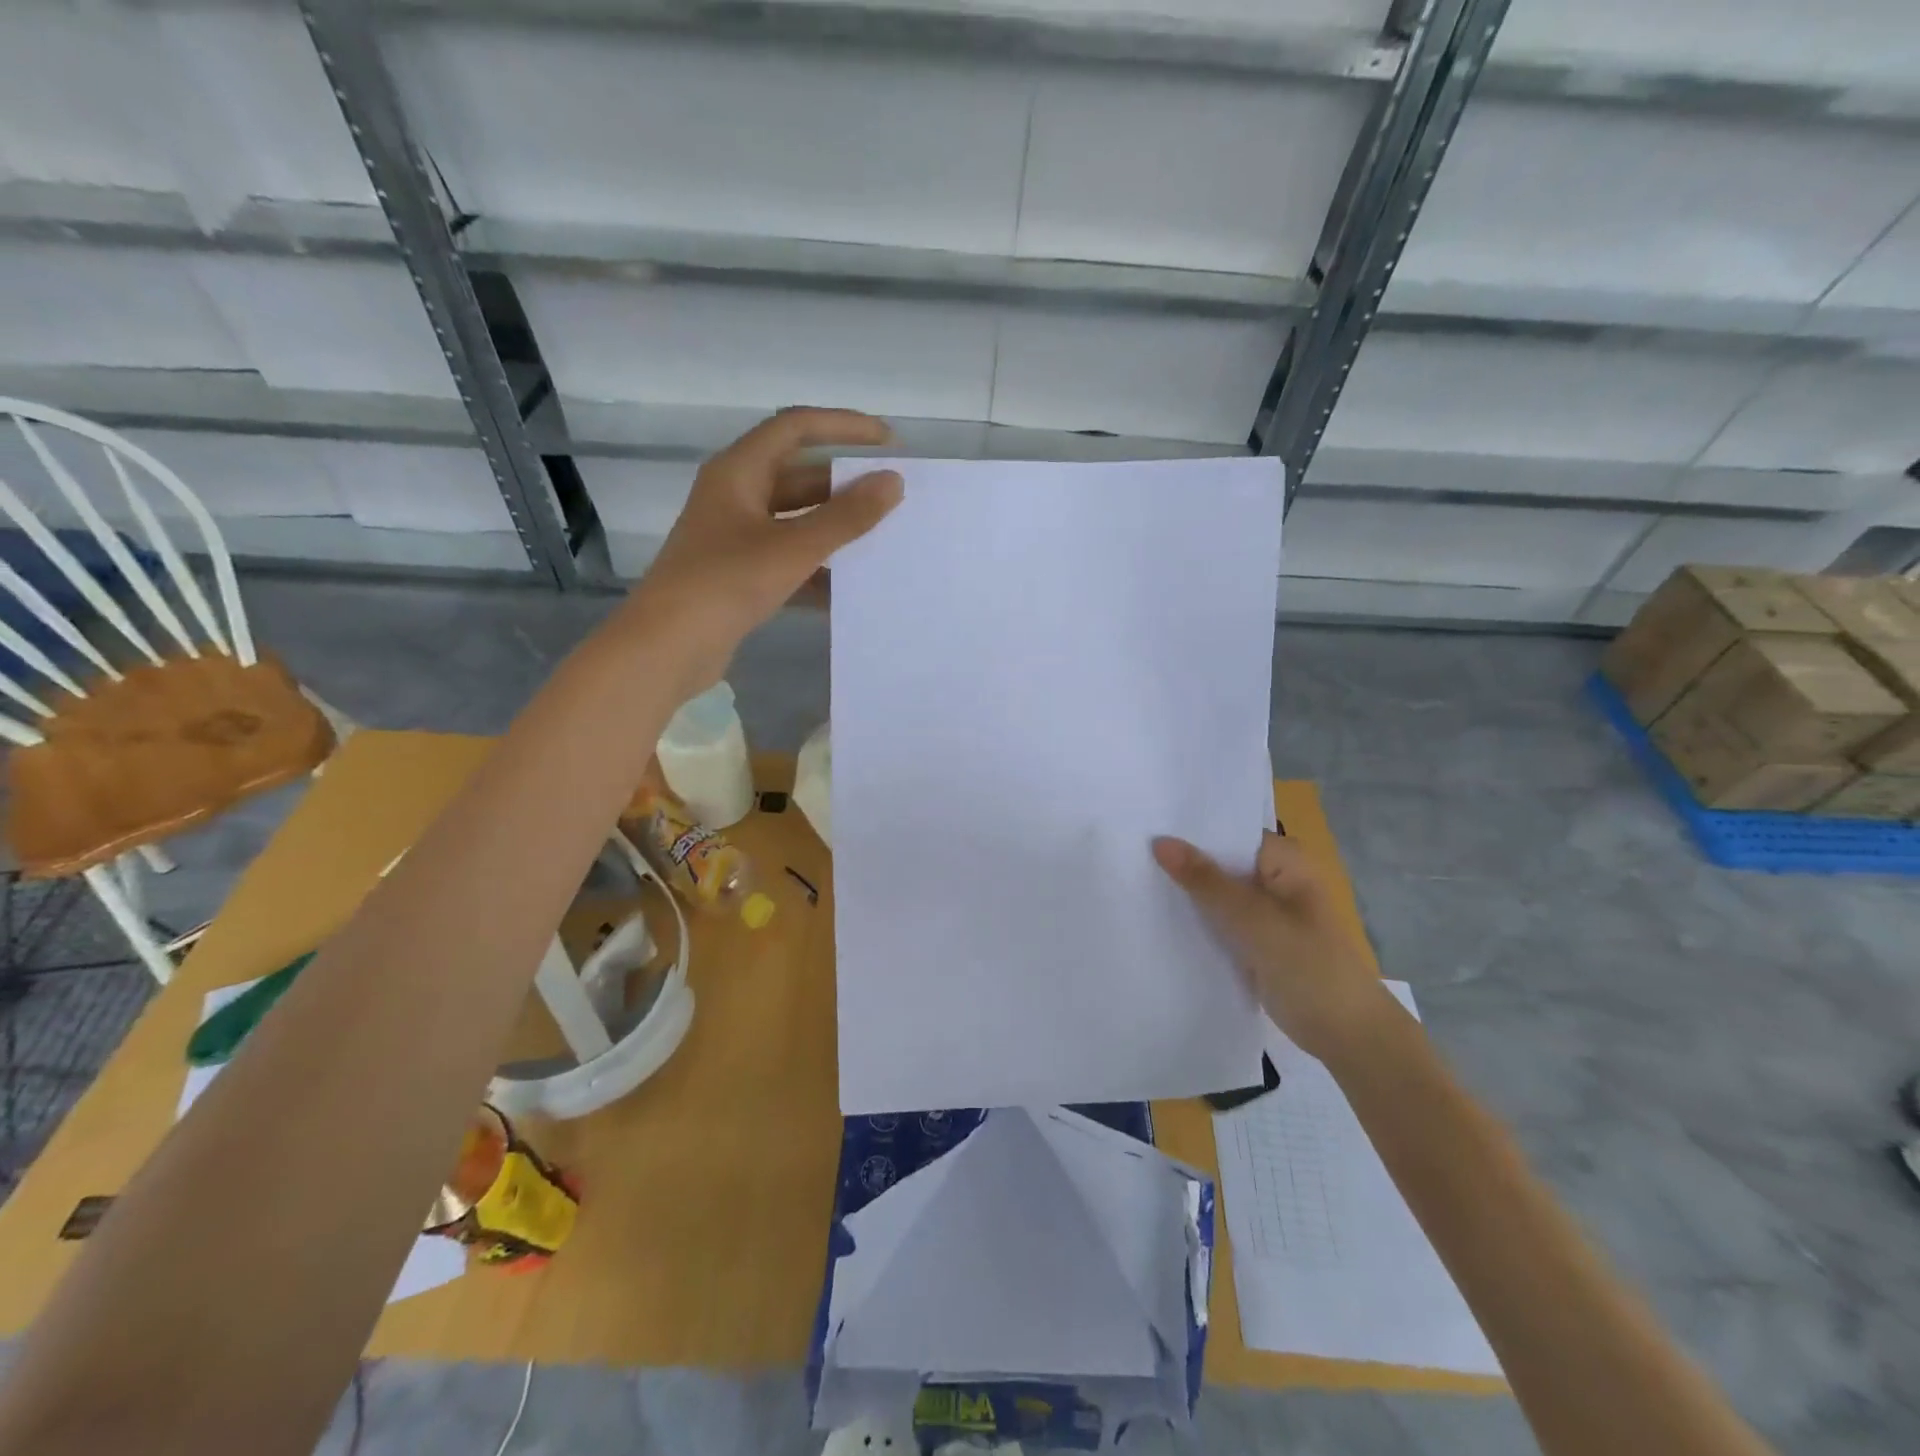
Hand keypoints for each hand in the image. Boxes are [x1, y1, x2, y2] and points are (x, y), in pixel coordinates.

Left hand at [619, 408, 903, 689]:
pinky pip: (788, 559)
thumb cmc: (726, 583)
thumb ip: (846, 516)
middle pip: (800, 476)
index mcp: (738, 472)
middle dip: (845, 486)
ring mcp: (736, 537)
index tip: (888, 442)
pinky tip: (849, 589)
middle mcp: (736, 496)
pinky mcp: (740, 574)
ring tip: (881, 541)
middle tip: (892, 499)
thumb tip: (892, 482)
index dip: (844, 426)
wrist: (668, 647)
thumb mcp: (793, 547)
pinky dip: (817, 569)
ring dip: (835, 530)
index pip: (796, 429)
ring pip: (796, 521)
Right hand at [1152, 831, 1393, 1062]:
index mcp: (1284, 859)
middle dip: (1181, 860)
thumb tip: (1160, 841)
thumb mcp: (1253, 920)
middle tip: (1127, 851)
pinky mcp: (1255, 940)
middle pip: (1219, 860)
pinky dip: (1196, 918)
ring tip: (1132, 878)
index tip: (1142, 825)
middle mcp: (1274, 877)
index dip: (1188, 830)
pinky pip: (1219, 919)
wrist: (1348, 1036)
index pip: (1227, 831)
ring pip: (1216, 892)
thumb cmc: (1309, 967)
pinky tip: (1157, 915)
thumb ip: (1205, 881)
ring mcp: (1265, 911)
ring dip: (1186, 891)